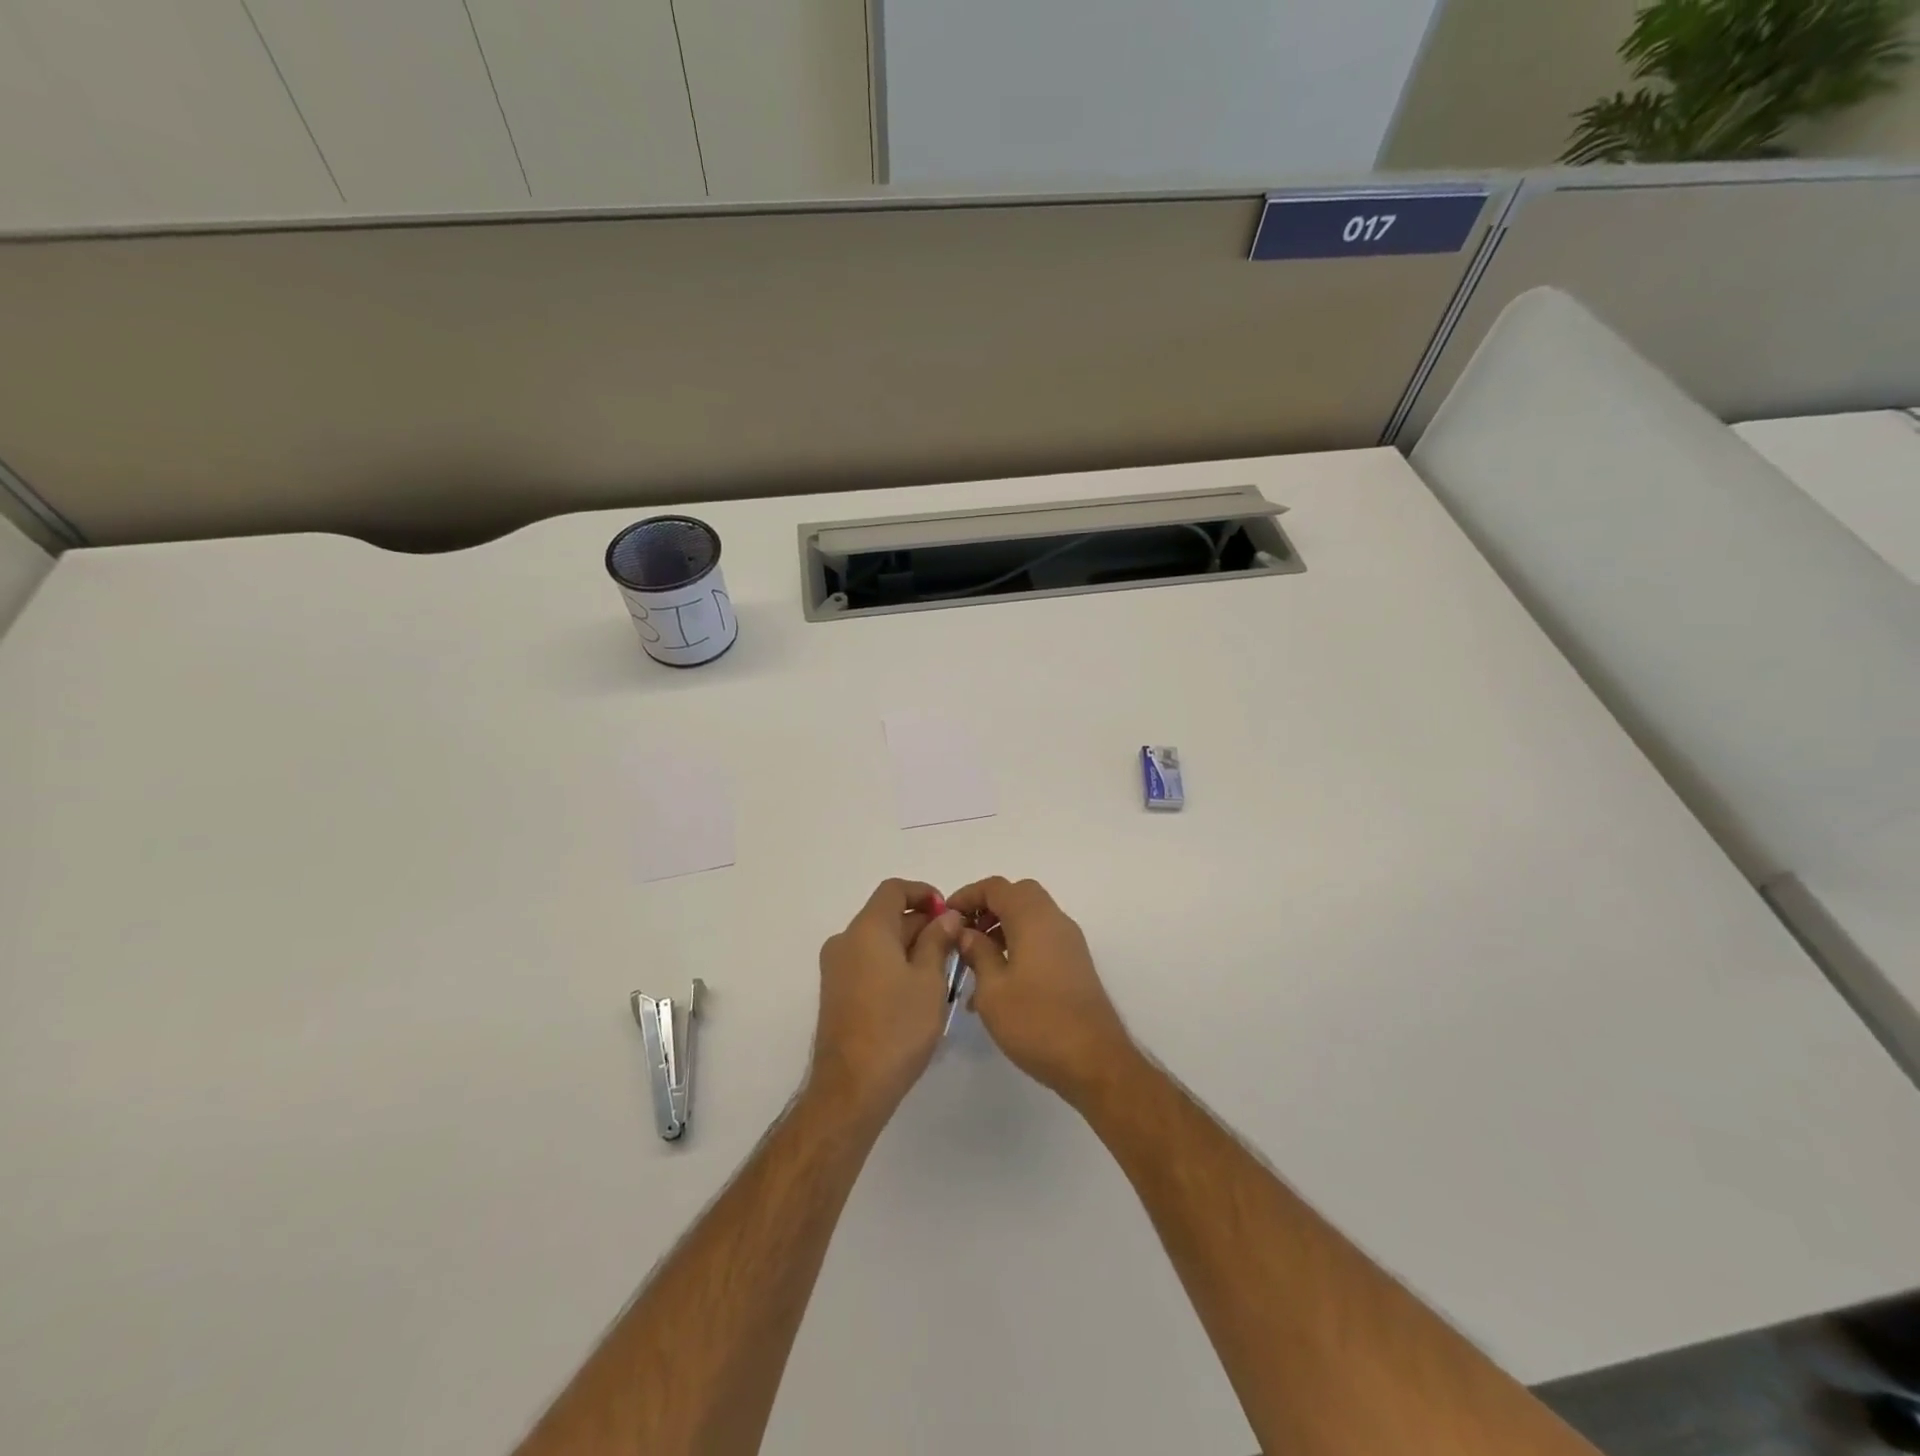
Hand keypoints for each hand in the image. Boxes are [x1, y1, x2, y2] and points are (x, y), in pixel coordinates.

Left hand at [807, 879, 962, 1125]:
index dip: (924, 894)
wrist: (852, 1088)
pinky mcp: (836, 993)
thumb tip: (946, 916)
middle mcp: (845, 941)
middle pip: (886, 916)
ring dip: (909, 947)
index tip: (949, 914)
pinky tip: (918, 993)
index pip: (894, 889)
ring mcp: (836, 968)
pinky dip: (893, 965)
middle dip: (922, 925)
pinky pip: (868, 963)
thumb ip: (938, 940)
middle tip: (956, 947)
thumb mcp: (930, 980)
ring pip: (878, 942)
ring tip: (943, 974)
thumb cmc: (897, 1027)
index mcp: (867, 929)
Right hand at [949, 877, 1136, 1105]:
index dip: (968, 895)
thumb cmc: (1036, 1021)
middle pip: (1018, 896)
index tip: (945, 916)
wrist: (1094, 1061)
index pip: (996, 887)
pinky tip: (998, 984)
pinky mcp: (1075, 965)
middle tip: (963, 934)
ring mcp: (1069, 943)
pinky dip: (1017, 947)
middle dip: (987, 909)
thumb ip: (977, 953)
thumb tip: (966, 932)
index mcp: (1033, 918)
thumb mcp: (993, 989)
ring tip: (974, 964)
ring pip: (1030, 919)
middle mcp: (1055, 921)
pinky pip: (1041, 940)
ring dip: (1001, 930)